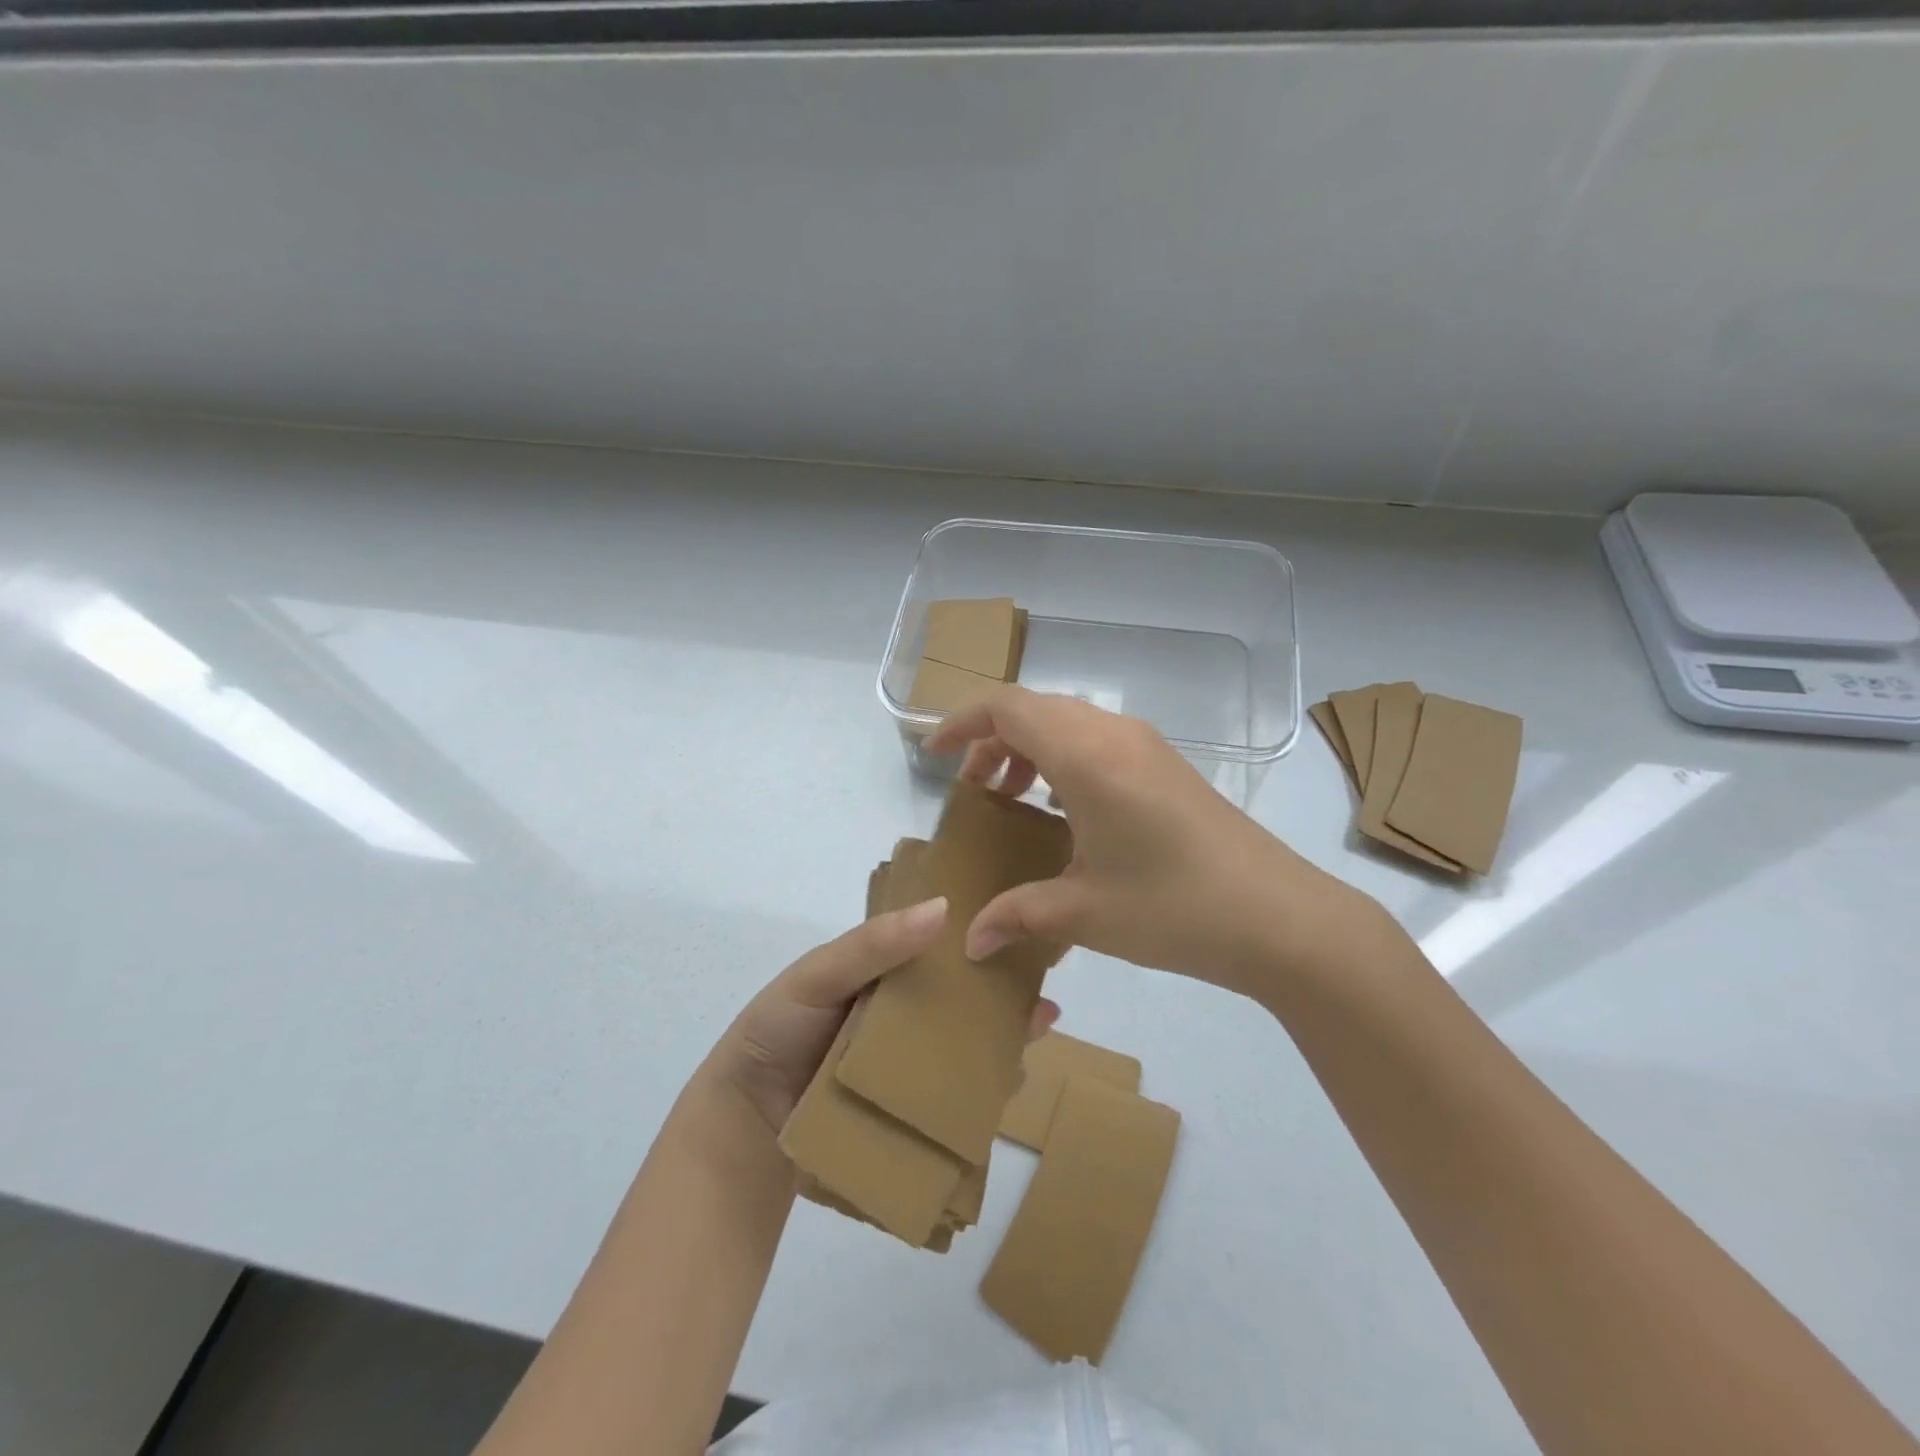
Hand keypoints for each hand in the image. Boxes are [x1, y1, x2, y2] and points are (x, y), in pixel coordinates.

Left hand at [706, 896, 1060, 1136]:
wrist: (744, 1121)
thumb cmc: (779, 1030)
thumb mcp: (820, 974)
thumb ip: (873, 944)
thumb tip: (943, 908)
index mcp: (885, 981)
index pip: (939, 957)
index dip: (977, 947)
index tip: (1022, 941)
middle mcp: (903, 1022)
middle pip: (961, 1007)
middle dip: (1003, 1002)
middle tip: (1043, 1003)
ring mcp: (907, 1070)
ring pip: (964, 1053)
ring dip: (1001, 1045)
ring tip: (1037, 1038)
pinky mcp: (907, 1114)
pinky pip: (951, 1099)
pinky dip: (981, 1093)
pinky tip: (1008, 1087)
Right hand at [926, 687, 1382, 999]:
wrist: (1280, 918)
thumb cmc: (1174, 908)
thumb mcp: (1085, 913)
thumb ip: (1017, 916)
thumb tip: (970, 941)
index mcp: (1087, 757)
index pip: (1008, 708)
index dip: (962, 723)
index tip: (933, 754)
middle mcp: (1115, 735)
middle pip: (1035, 708)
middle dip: (992, 739)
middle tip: (973, 789)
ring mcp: (1146, 746)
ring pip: (1068, 721)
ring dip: (1029, 747)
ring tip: (1012, 797)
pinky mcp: (1166, 764)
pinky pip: (1097, 739)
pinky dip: (1063, 758)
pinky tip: (1063, 809)